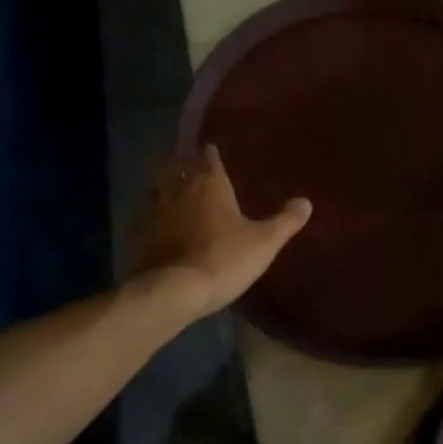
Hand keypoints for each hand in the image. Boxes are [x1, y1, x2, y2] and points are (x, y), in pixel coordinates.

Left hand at [133, 146, 311, 322]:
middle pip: (176, 165)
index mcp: (209, 182)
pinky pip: (143, 214)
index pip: (208, 156)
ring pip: (157, 187)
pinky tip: (157, 225)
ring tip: (175, 194)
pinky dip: (151, 214)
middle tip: (192, 170)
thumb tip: (305, 202)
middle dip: (184, 164)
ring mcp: (153, 209)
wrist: (173, 290)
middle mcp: (178, 187)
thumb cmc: (224, 259)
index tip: (213, 153)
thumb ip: (285, 221)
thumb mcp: (264, 242)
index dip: (211, 154)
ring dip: (165, 186)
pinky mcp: (136, 233)